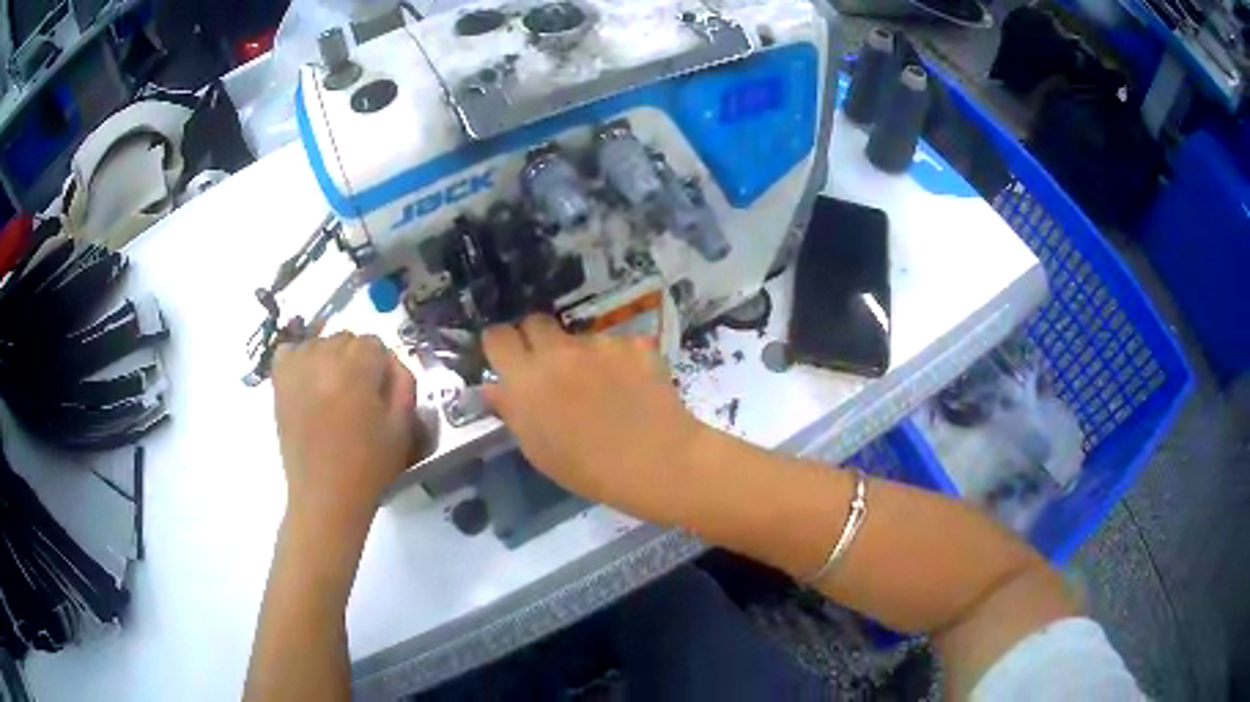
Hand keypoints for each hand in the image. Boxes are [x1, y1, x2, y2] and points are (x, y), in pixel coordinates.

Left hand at [271, 333, 419, 526]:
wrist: (326, 497)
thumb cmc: (369, 467)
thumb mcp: (402, 427)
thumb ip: (404, 384)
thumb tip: (391, 362)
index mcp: (356, 370)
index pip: (374, 343)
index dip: (381, 368)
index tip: (381, 395)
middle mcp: (322, 360)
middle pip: (345, 338)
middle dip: (356, 360)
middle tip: (358, 396)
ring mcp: (296, 370)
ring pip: (319, 342)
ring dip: (329, 359)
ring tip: (332, 392)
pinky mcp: (279, 384)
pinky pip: (288, 351)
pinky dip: (299, 359)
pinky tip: (307, 381)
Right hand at [482, 315, 711, 523]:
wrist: (656, 461)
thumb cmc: (588, 469)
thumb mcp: (538, 450)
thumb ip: (512, 412)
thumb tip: (494, 387)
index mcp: (526, 379)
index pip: (498, 336)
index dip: (500, 344)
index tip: (506, 358)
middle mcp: (558, 351)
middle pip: (535, 322)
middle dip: (536, 338)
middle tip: (548, 367)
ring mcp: (599, 344)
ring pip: (578, 336)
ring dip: (580, 354)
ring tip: (600, 387)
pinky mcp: (634, 343)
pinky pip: (615, 345)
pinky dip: (617, 361)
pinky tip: (630, 387)